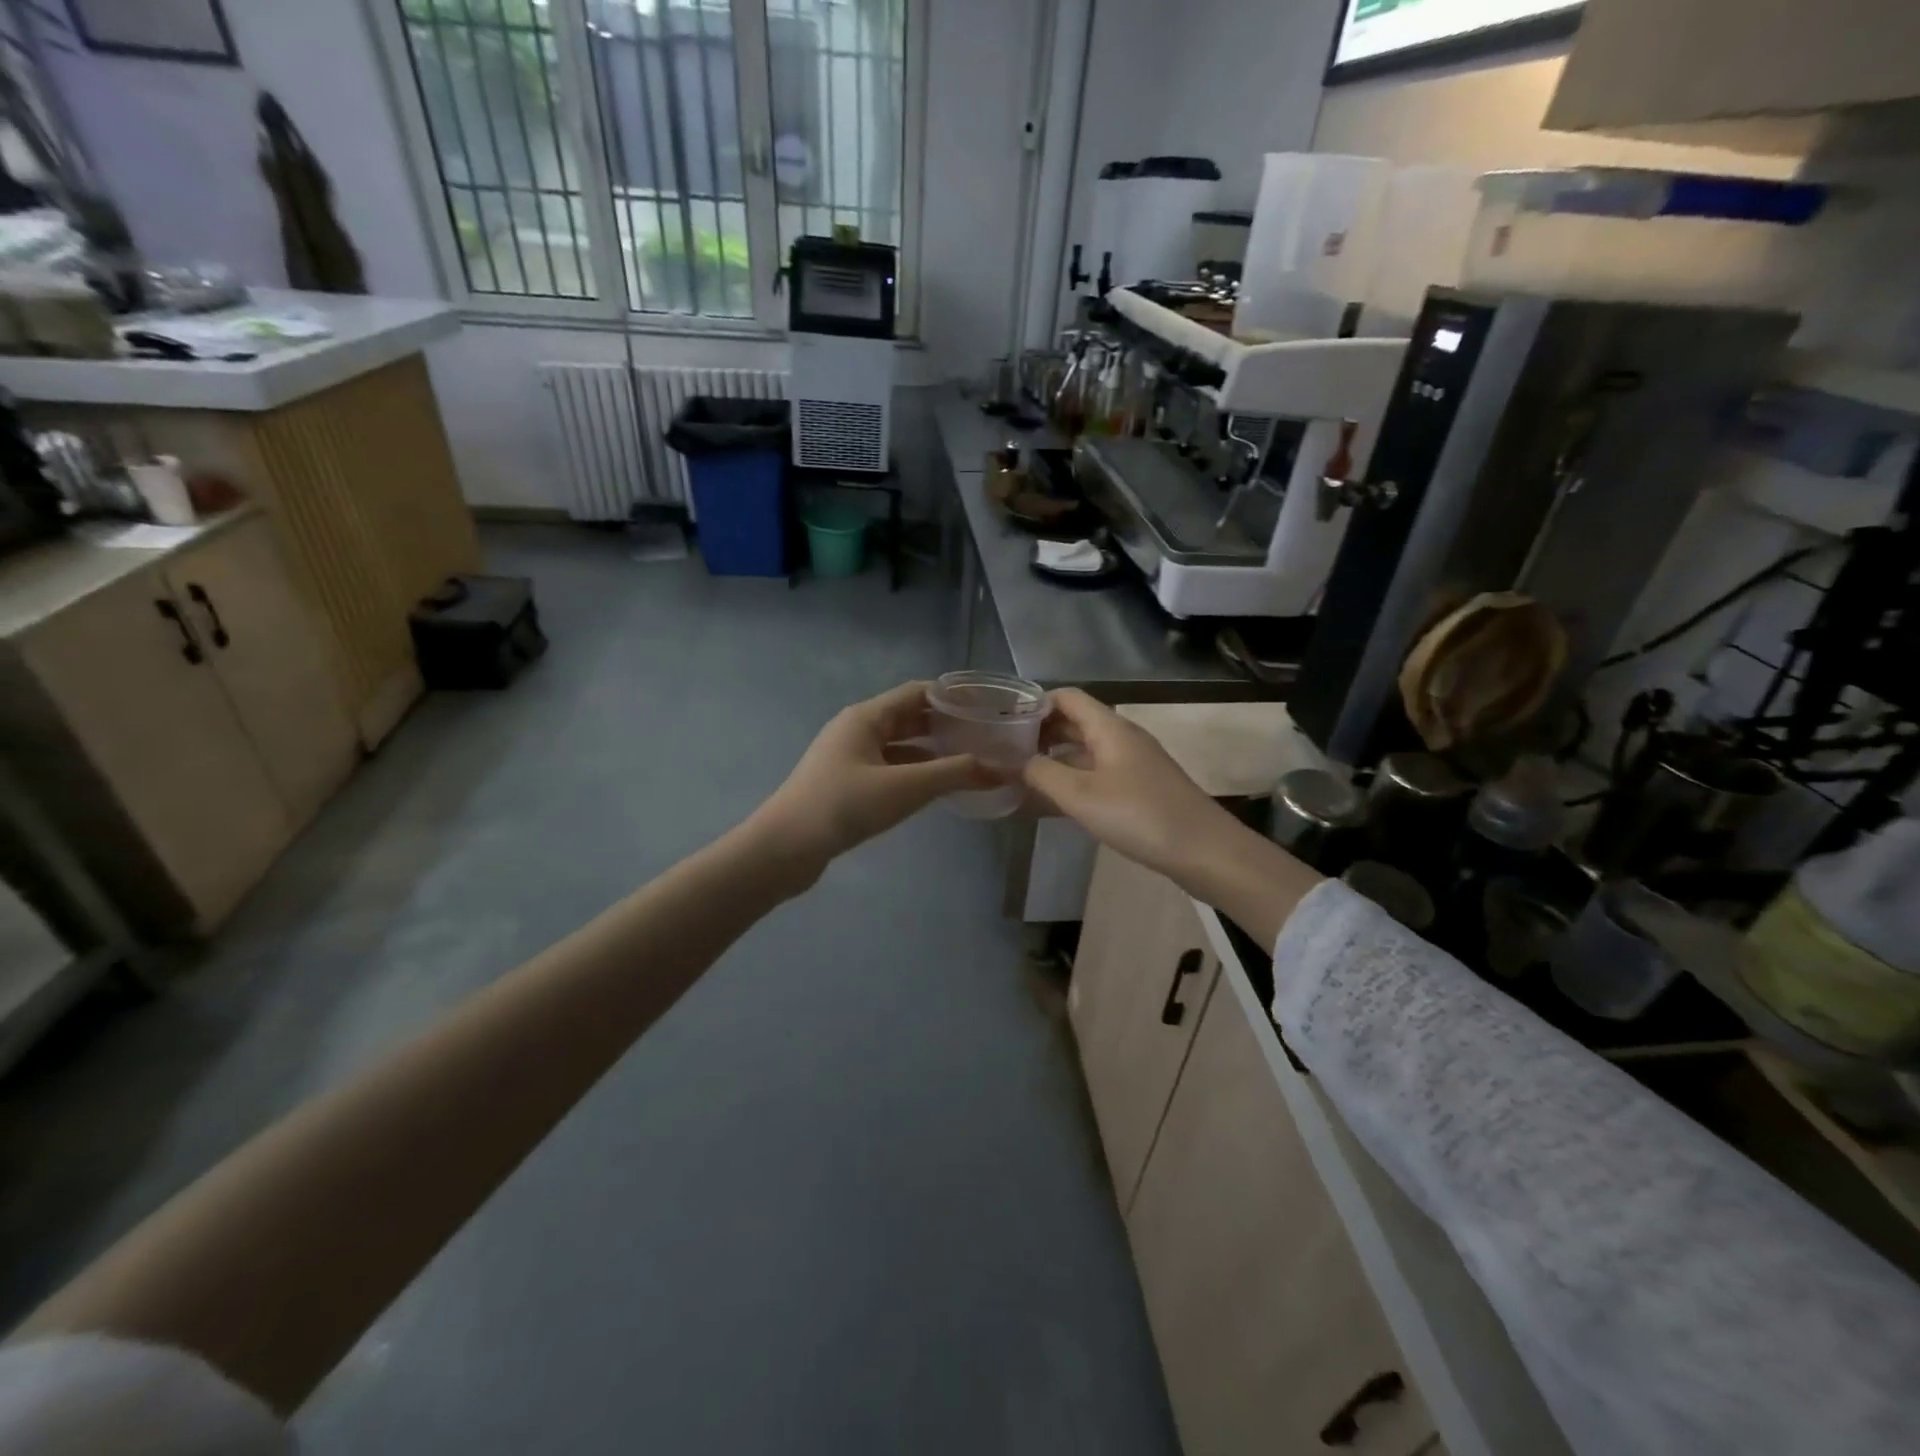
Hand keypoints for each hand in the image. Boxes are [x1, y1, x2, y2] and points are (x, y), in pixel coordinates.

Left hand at [750, 681, 1000, 882]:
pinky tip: (936, 788)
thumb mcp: (906, 788)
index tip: (988, 707)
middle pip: (909, 717)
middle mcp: (857, 729)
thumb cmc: (844, 806)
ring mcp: (849, 757)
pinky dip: (914, 773)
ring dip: (932, 751)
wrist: (784, 848)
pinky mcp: (846, 784)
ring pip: (900, 746)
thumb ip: (955, 774)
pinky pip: (889, 768)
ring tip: (970, 761)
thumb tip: (1002, 769)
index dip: (953, 697)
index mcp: (866, 716)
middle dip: (946, 725)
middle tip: (986, 737)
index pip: (917, 692)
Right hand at [1023, 690, 1324, 948]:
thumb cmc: (1139, 815)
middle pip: (1076, 720)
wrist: (1203, 850)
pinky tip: (1058, 798)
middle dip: (1041, 731)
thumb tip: (1017, 761)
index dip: (1036, 704)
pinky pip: (1099, 770)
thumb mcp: (1080, 795)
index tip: (1006, 723)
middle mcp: (1122, 737)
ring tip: (1024, 774)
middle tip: (1007, 751)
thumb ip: (1042, 774)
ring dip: (1056, 756)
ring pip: (1087, 748)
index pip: (1067, 697)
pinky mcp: (1141, 787)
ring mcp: (1134, 762)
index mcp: (1109, 727)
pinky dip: (1074, 776)